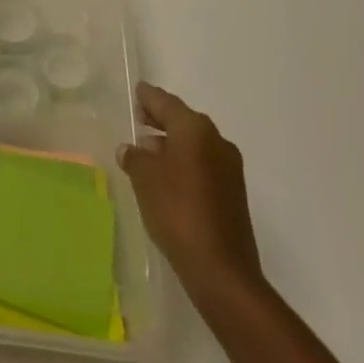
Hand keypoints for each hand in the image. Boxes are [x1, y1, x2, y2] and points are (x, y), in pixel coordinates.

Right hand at [118, 82, 264, 294]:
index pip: (165, 102)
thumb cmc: (178, 212)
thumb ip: (134, 157)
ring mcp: (229, 168)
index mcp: (195, 129)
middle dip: (160, 120)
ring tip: (147, 152)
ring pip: (194, 144)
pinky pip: (203, 165)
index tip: (136, 91)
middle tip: (138, 119)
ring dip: (172, 144)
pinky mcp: (233, 194)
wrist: (222, 271)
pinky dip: (184, 164)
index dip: (148, 97)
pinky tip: (167, 178)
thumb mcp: (144, 179)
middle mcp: (216, 140)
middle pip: (182, 121)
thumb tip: (130, 149)